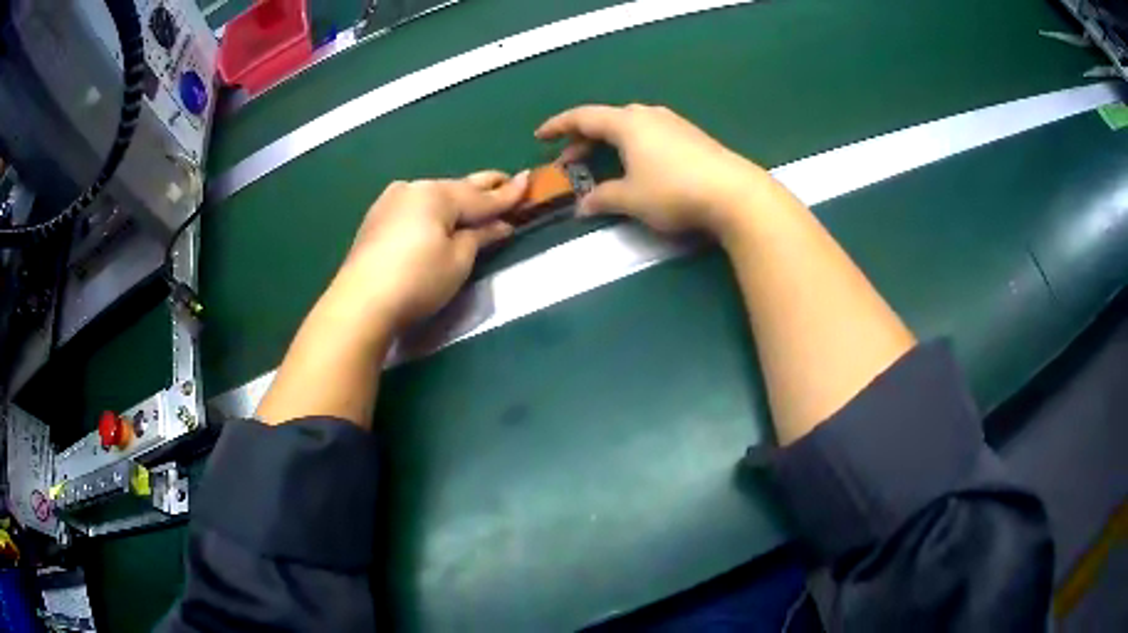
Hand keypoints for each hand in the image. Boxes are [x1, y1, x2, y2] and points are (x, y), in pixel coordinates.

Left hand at [334, 171, 527, 333]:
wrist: (361, 302)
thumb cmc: (417, 280)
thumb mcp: (458, 260)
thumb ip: (480, 236)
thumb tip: (500, 225)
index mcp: (437, 194)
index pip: (481, 196)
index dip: (507, 194)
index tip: (529, 180)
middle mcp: (413, 188)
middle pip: (456, 188)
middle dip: (483, 187)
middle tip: (506, 180)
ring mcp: (390, 201)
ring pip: (433, 196)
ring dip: (456, 199)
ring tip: (475, 199)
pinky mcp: (376, 219)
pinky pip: (415, 207)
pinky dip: (433, 210)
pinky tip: (439, 215)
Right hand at [536, 104, 771, 236]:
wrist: (734, 193)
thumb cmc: (674, 191)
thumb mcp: (631, 199)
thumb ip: (602, 199)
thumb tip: (582, 207)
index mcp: (627, 123)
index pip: (583, 117)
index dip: (558, 126)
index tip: (539, 137)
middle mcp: (648, 116)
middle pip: (607, 120)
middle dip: (583, 139)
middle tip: (570, 161)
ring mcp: (673, 124)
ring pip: (630, 126)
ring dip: (609, 143)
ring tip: (601, 163)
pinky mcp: (691, 137)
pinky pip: (650, 134)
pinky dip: (632, 146)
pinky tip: (637, 165)